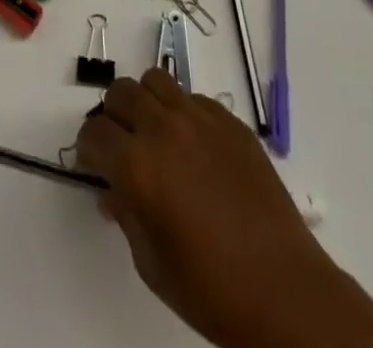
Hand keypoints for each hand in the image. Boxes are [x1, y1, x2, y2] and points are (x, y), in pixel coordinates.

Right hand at [77, 71, 372, 347]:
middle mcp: (164, 129)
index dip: (88, 148)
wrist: (284, 290)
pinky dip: (183, 113)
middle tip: (122, 147)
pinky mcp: (231, 122)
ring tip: (156, 135)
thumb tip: (113, 190)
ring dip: (146, 103)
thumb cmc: (210, 290)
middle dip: (113, 117)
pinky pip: (194, 99)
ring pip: (156, 81)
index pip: (94, 133)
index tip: (95, 165)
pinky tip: (194, 148)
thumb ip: (126, 215)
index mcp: (137, 166)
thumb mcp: (151, 263)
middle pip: (121, 93)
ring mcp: (200, 119)